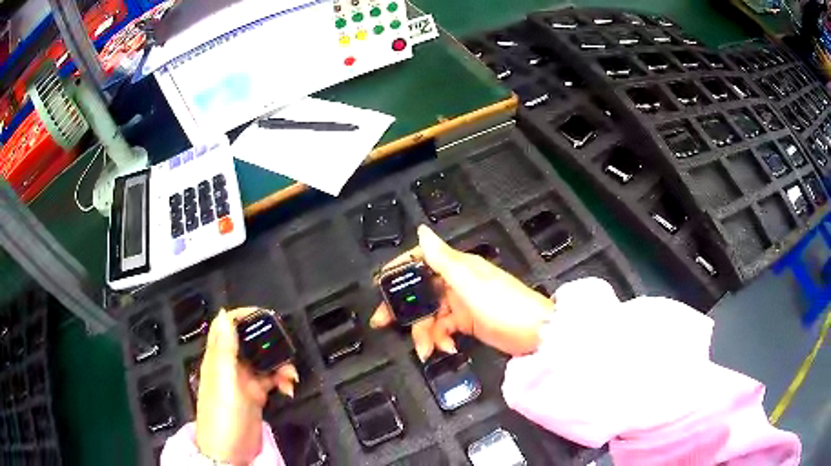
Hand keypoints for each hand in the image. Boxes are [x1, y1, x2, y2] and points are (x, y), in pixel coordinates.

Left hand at [196, 308, 298, 464]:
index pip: (225, 326)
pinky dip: (281, 379)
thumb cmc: (223, 415)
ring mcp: (243, 380)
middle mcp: (230, 365)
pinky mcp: (256, 395)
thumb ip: (225, 349)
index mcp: (217, 358)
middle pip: (248, 341)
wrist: (231, 452)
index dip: (242, 316)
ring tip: (290, 374)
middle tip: (285, 345)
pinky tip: (288, 387)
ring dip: (279, 363)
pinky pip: (271, 379)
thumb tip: (224, 314)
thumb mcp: (224, 380)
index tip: (265, 315)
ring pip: (263, 360)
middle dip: (268, 341)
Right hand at [371, 225, 554, 359]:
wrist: (535, 334)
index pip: (421, 260)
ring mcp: (461, 303)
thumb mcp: (471, 283)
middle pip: (420, 291)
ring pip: (430, 315)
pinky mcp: (466, 322)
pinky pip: (443, 328)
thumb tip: (422, 230)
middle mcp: (457, 282)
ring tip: (426, 350)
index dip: (400, 270)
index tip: (381, 285)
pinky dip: (440, 339)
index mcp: (457, 266)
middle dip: (403, 308)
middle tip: (382, 322)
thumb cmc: (505, 306)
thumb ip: (443, 260)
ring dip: (424, 333)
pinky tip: (446, 348)